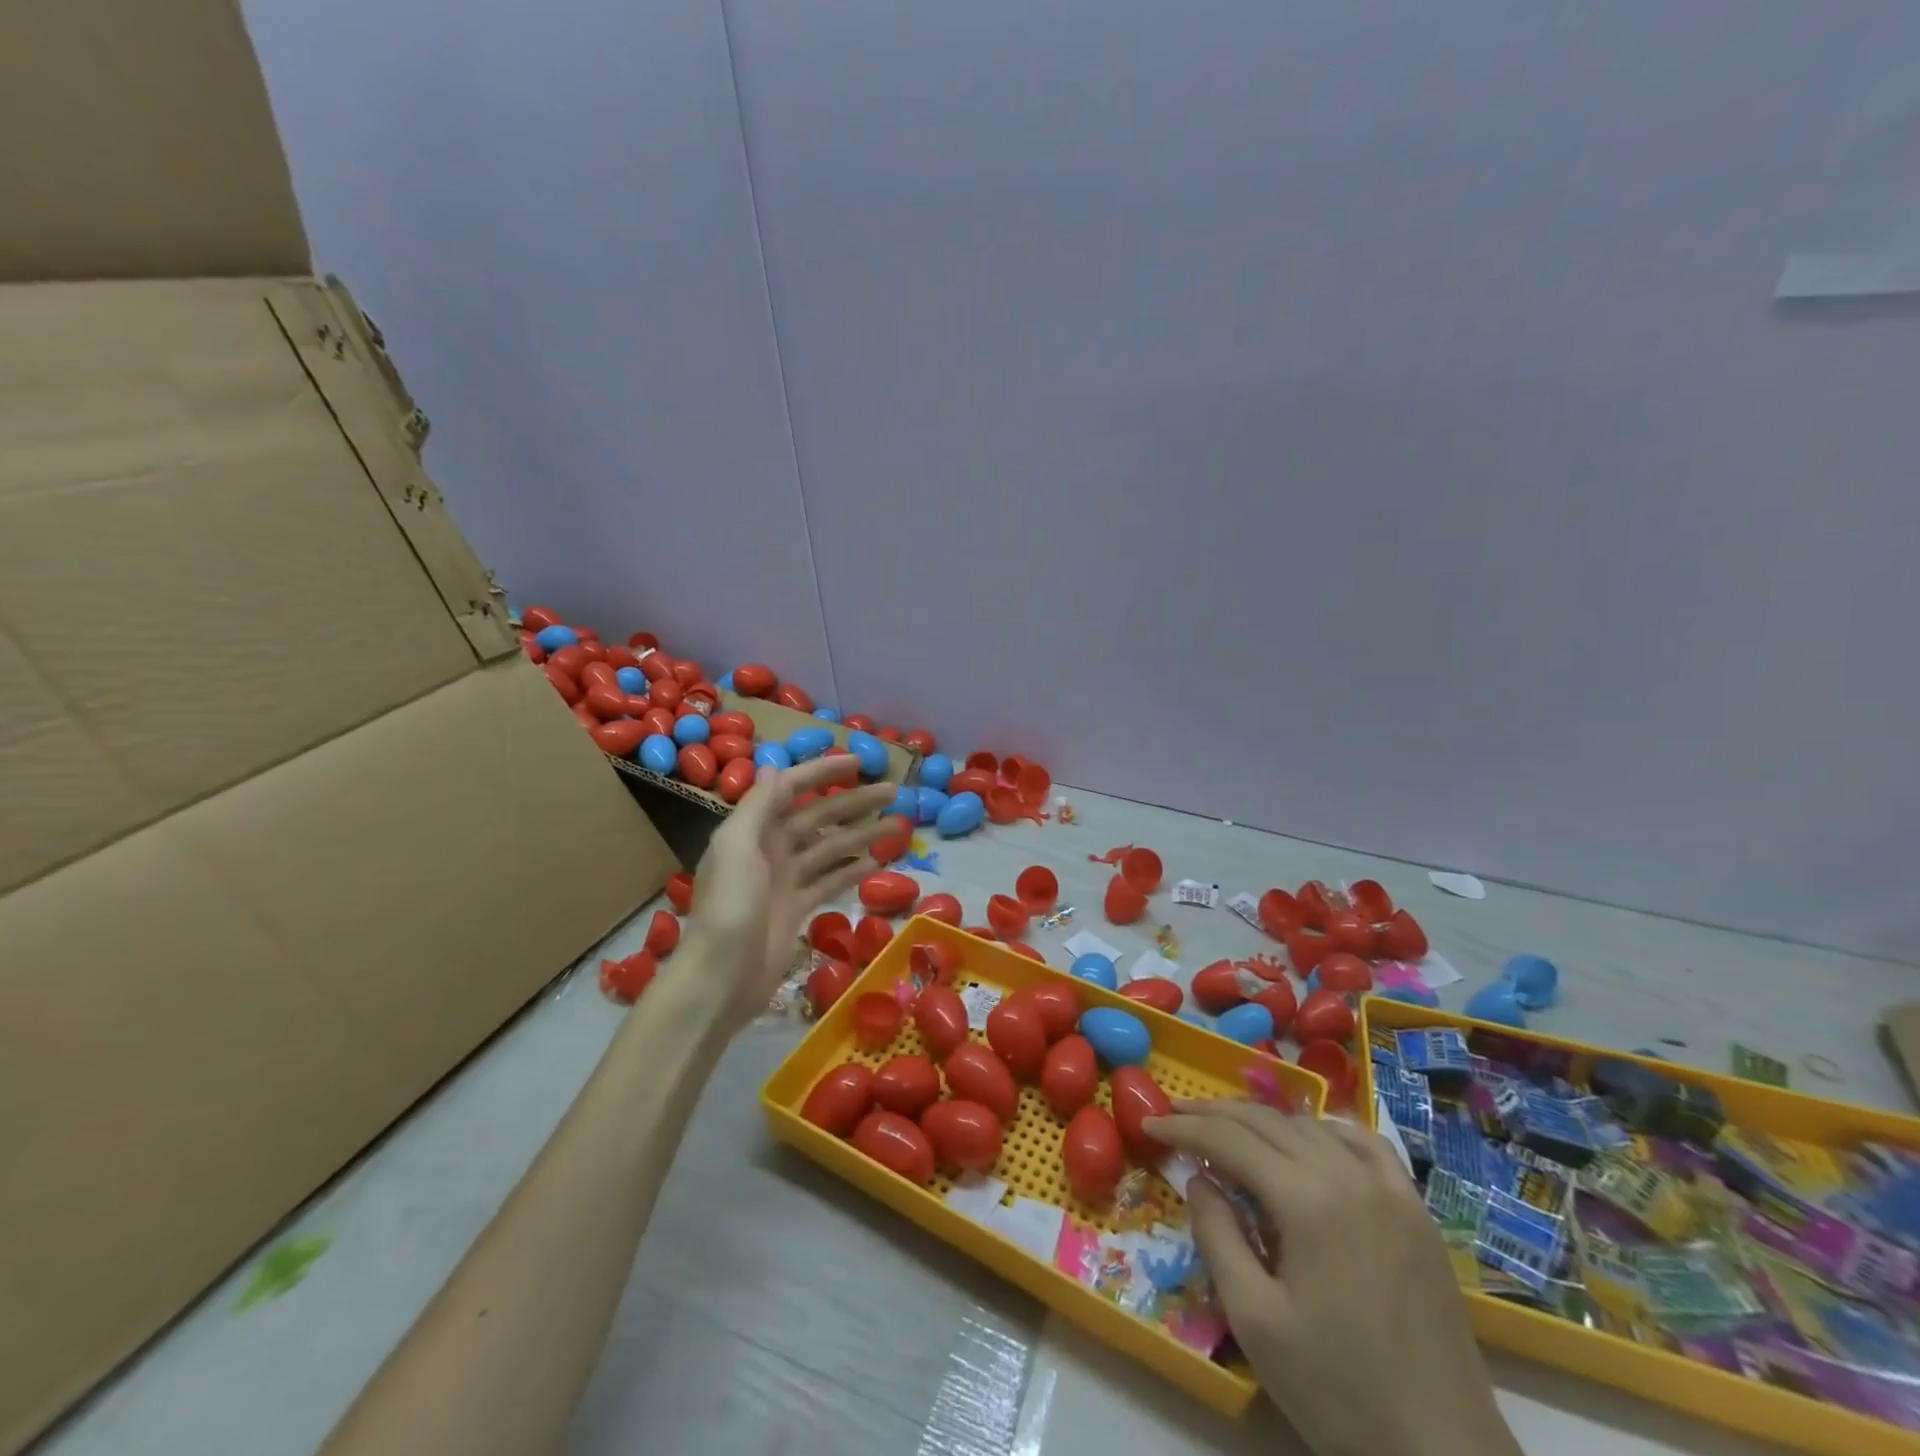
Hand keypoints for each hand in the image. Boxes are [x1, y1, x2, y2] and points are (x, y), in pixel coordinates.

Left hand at [687, 756, 896, 1027]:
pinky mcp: (797, 908)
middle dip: (855, 802)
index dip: (823, 772)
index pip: (791, 788)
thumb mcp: (737, 845)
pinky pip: (831, 881)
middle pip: (819, 816)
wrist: (722, 976)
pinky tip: (880, 862)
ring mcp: (785, 880)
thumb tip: (774, 765)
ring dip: (863, 835)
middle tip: (894, 792)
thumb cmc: (730, 905)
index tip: (860, 763)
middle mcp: (769, 848)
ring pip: (832, 848)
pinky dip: (854, 870)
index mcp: (752, 829)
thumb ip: (758, 805)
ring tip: (900, 826)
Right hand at [1143, 1102, 1520, 1455]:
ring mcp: (1389, 1189)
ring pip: (1310, 1126)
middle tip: (1174, 1116)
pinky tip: (1310, 1140)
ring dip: (1262, 1120)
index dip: (1183, 1128)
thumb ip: (1217, 1235)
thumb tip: (1199, 1179)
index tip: (1148, 1124)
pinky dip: (1326, 1130)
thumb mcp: (1254, 1319)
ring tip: (1229, 1129)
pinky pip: (1366, 1145)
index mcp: (1306, 1199)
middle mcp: (1347, 1175)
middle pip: (1266, 1121)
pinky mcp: (1416, 1211)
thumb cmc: (1338, 1391)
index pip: (1229, 1139)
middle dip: (1214, 1114)